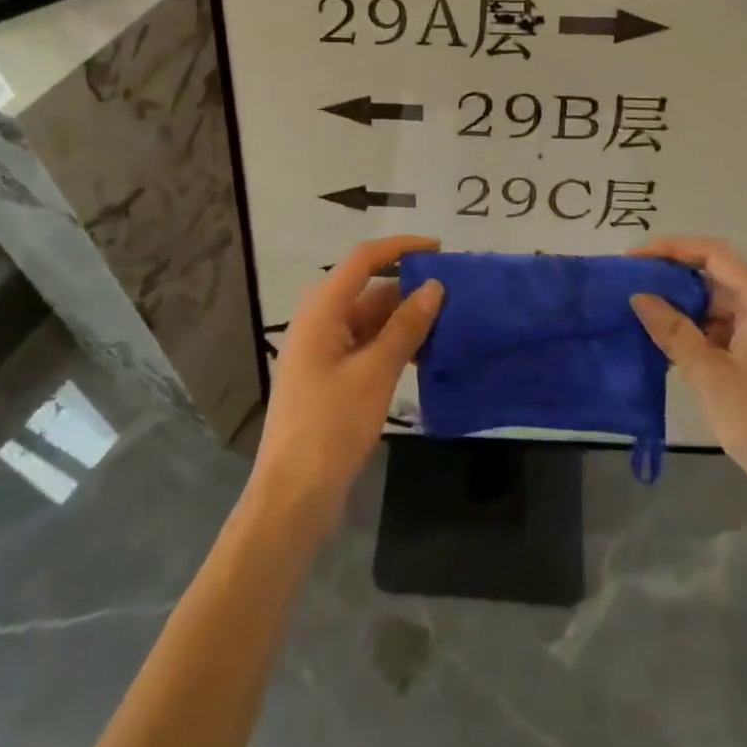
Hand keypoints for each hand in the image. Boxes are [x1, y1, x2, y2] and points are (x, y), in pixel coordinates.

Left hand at [249, 236, 443, 536]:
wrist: (293, 498)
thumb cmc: (331, 426)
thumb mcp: (375, 372)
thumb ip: (406, 327)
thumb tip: (434, 287)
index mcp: (321, 312)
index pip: (363, 260)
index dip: (400, 247)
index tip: (439, 249)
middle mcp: (319, 324)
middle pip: (367, 291)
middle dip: (408, 289)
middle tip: (453, 294)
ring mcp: (323, 354)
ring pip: (370, 321)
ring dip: (404, 321)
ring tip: (447, 324)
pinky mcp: (331, 380)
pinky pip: (366, 347)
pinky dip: (393, 346)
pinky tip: (424, 356)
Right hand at [630, 235, 746, 516]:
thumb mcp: (709, 374)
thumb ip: (672, 330)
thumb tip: (639, 296)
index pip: (713, 253)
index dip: (671, 249)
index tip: (634, 258)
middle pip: (717, 276)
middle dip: (674, 277)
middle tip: (631, 285)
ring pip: (720, 305)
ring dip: (684, 306)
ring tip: (642, 313)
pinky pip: (726, 330)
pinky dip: (698, 331)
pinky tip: (668, 344)